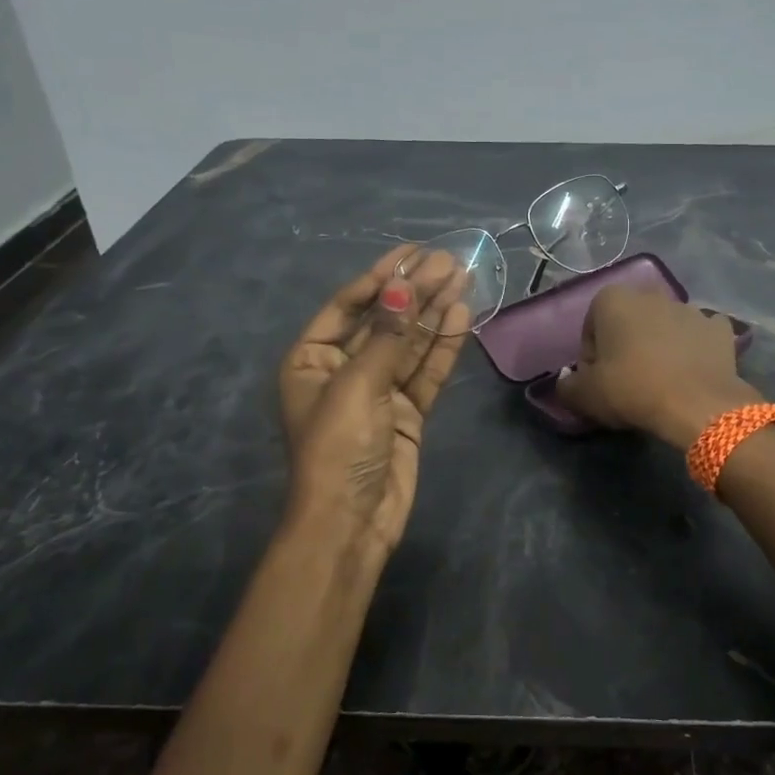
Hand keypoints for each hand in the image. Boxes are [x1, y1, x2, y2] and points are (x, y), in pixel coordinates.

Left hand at [278, 246, 470, 564]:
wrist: (352, 521)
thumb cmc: (338, 447)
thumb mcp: (357, 385)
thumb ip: (387, 336)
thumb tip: (405, 288)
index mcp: (311, 359)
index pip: (348, 306)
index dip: (381, 278)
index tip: (413, 252)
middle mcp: (343, 370)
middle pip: (385, 322)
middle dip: (415, 292)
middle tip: (449, 262)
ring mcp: (378, 392)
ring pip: (410, 344)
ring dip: (435, 313)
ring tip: (463, 278)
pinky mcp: (406, 412)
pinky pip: (425, 372)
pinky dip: (443, 347)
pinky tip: (461, 316)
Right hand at [555, 285, 760, 449]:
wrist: (697, 404)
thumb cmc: (632, 389)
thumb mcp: (585, 395)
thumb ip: (567, 386)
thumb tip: (566, 383)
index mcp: (613, 299)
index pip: (592, 328)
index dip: (592, 357)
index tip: (599, 381)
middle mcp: (652, 294)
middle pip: (629, 322)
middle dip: (626, 345)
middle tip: (628, 381)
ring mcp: (690, 308)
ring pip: (665, 326)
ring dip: (660, 345)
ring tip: (661, 381)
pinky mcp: (720, 328)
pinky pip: (700, 336)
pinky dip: (695, 349)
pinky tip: (691, 372)